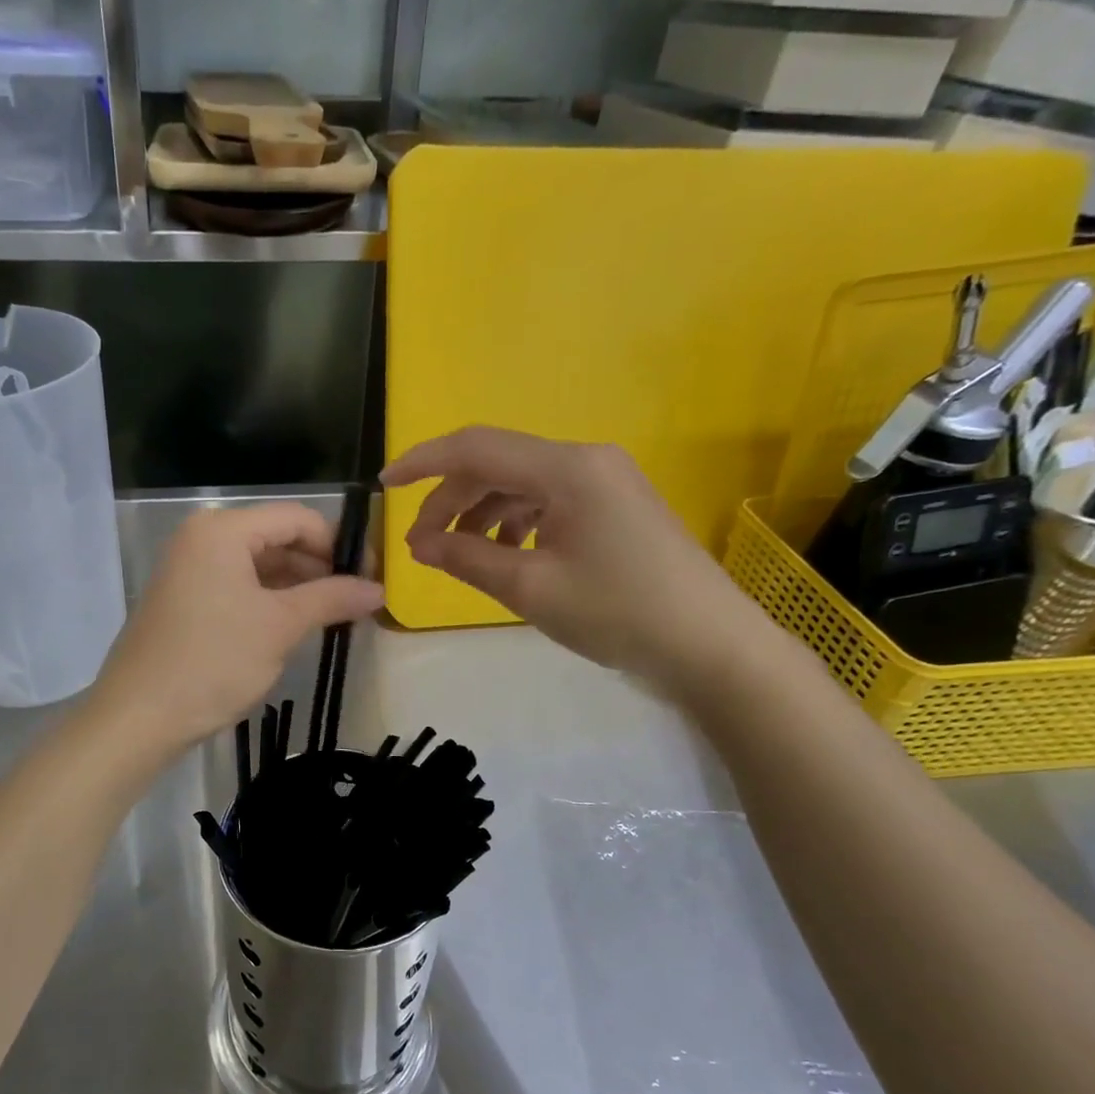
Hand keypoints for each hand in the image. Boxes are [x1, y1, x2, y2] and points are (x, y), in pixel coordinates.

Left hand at [91, 503, 383, 754]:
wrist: (139, 717)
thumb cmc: (213, 661)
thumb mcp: (280, 626)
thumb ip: (332, 598)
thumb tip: (379, 589)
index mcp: (223, 530)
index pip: (297, 518)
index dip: (339, 545)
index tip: (371, 577)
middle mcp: (202, 538)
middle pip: (277, 538)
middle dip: (320, 567)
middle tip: (357, 601)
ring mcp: (190, 569)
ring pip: (259, 565)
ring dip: (298, 587)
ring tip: (334, 617)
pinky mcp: (185, 599)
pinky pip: (238, 586)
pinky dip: (270, 601)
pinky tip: (296, 626)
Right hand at [381, 426, 773, 692]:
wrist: (710, 645)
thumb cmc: (617, 613)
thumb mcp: (531, 588)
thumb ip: (467, 559)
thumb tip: (420, 546)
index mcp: (566, 469)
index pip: (476, 447)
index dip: (423, 463)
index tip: (384, 487)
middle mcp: (585, 460)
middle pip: (497, 464)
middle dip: (451, 500)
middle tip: (421, 546)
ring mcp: (604, 481)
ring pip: (521, 484)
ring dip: (481, 514)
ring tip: (459, 555)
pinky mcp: (614, 505)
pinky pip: (548, 500)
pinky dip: (514, 522)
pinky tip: (506, 555)